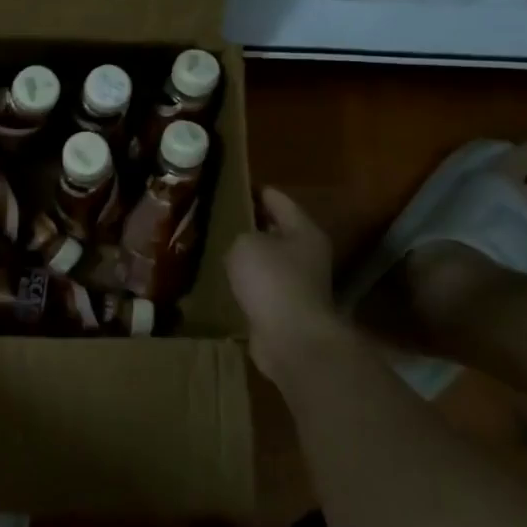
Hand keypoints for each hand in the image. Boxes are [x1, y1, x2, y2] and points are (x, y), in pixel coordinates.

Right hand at [229, 187, 352, 383]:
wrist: (291, 340)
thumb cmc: (272, 280)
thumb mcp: (246, 244)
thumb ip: (240, 236)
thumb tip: (242, 245)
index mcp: (304, 231)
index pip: (279, 200)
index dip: (256, 190)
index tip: (234, 186)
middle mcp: (307, 254)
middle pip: (277, 230)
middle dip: (252, 225)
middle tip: (220, 217)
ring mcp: (300, 284)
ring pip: (269, 261)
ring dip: (249, 257)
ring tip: (218, 248)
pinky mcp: (287, 309)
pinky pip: (263, 287)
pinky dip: (247, 284)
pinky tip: (226, 280)